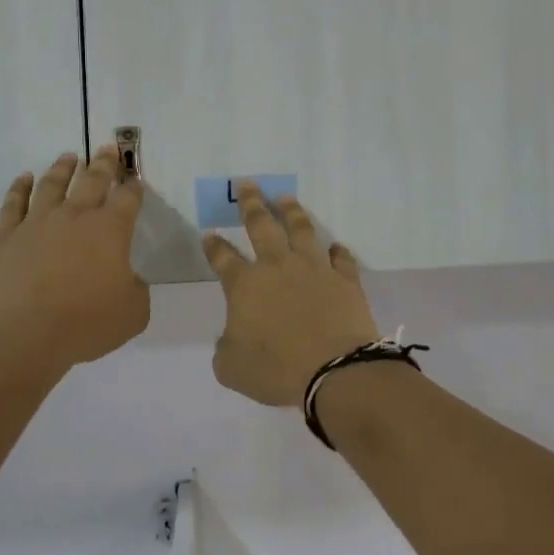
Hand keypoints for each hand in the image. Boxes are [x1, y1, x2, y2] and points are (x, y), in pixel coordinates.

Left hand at [0, 147, 149, 366]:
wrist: (26, 333)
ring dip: (63, 167)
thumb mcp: (133, 312)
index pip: (128, 198)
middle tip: (108, 148)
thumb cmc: (87, 322)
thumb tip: (129, 279)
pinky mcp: (8, 236)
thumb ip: (137, 290)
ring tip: (69, 157)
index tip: (136, 179)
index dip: (134, 186)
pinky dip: (20, 187)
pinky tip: (25, 178)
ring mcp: (39, 222)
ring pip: (53, 184)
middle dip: (103, 163)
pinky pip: (14, 203)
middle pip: (93, 180)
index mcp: (111, 230)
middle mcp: (76, 216)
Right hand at [205, 181, 379, 406]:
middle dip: (251, 203)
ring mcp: (314, 268)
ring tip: (286, 198)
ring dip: (292, 212)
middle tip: (247, 183)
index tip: (209, 234)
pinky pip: (341, 258)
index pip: (223, 258)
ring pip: (301, 229)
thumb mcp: (231, 368)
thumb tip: (229, 337)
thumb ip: (225, 348)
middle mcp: (277, 266)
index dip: (214, 245)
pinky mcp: (345, 279)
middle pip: (261, 225)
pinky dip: (338, 251)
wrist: (334, 370)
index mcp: (245, 285)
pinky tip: (336, 246)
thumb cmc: (276, 370)